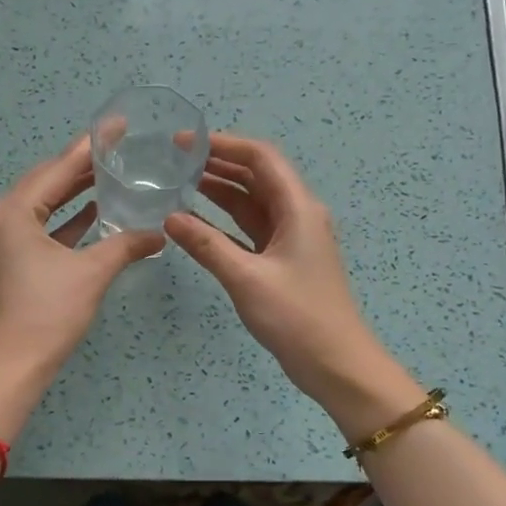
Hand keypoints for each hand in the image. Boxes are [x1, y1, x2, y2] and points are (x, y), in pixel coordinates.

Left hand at [0, 137, 164, 385]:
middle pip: (44, 184)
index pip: (57, 169)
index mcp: (10, 212)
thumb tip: (159, 232)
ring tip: (109, 178)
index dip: (90, 147)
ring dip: (71, 196)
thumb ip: (125, 244)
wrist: (10, 368)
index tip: (116, 126)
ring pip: (38, 208)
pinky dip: (60, 223)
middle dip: (80, 169)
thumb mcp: (91, 273)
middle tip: (118, 152)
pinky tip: (90, 215)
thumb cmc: (48, 314)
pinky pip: (33, 230)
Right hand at [165, 133, 422, 437]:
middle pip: (256, 175)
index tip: (185, 142)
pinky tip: (195, 221)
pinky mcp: (282, 260)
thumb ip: (206, 245)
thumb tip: (169, 217)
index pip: (261, 158)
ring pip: (251, 202)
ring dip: (219, 190)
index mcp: (298, 208)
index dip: (224, 144)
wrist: (335, 364)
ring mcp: (290, 238)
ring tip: (178, 182)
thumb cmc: (296, 317)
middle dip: (217, 163)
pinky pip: (249, 229)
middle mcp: (297, 214)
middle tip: (174, 161)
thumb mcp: (246, 278)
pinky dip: (224, 221)